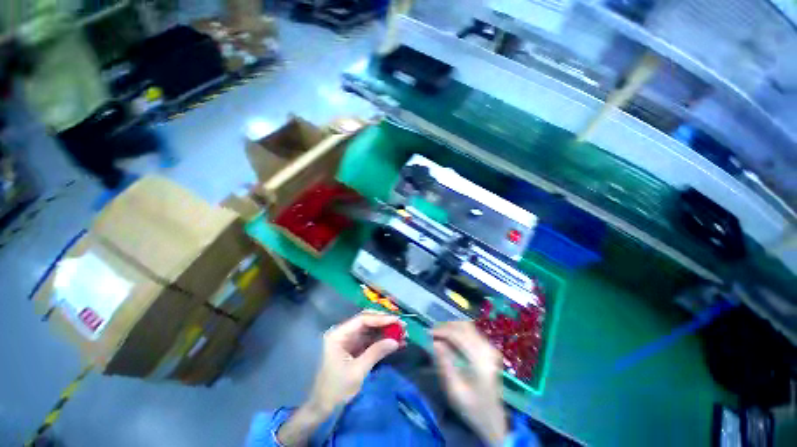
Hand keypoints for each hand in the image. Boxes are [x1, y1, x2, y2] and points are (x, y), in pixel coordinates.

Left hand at [307, 310, 401, 413]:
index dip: (380, 318)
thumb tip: (395, 341)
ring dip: (385, 331)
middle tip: (402, 326)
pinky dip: (382, 341)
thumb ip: (376, 353)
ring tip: (402, 334)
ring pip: (370, 330)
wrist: (323, 409)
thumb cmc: (336, 390)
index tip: (396, 320)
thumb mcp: (357, 371)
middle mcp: (343, 333)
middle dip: (385, 323)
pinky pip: (370, 340)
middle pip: (367, 321)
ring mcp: (349, 340)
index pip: (362, 320)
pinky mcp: (354, 349)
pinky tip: (395, 343)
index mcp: (338, 335)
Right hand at [433, 321, 507, 445]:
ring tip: (438, 334)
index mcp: (480, 360)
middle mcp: (487, 349)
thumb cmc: (472, 408)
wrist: (493, 420)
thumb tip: (434, 343)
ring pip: (467, 327)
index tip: (427, 334)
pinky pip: (471, 332)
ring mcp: (490, 348)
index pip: (458, 335)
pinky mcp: (489, 349)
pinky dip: (458, 331)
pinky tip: (449, 338)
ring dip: (451, 327)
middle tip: (431, 333)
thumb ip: (445, 365)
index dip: (441, 331)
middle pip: (464, 327)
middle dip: (445, 327)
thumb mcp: (455, 391)